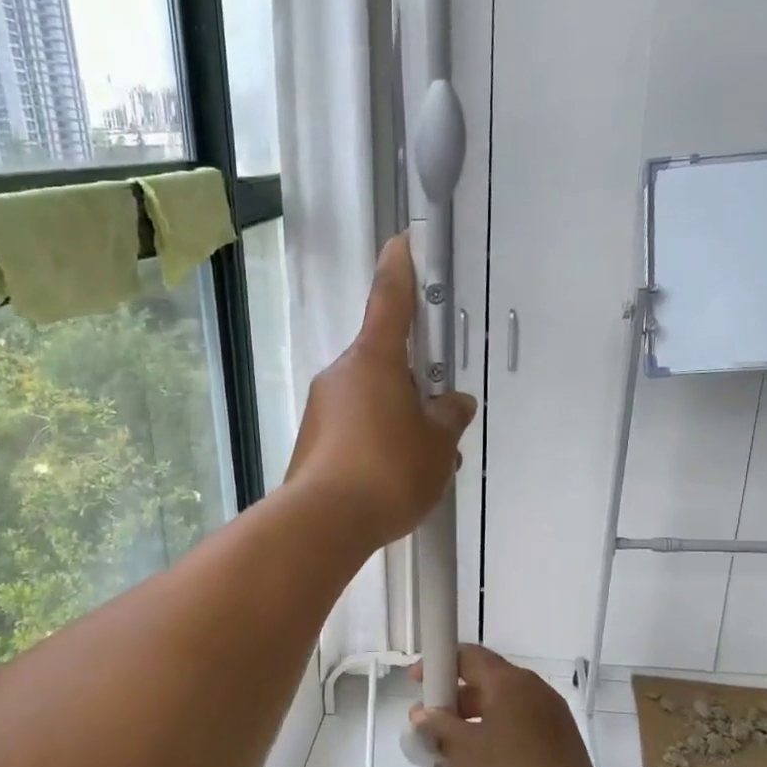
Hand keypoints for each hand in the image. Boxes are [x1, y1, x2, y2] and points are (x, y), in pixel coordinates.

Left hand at [286, 235, 476, 548]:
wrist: (324, 524)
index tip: (401, 242)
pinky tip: (397, 481)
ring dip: (400, 422)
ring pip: (372, 403)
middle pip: (384, 364)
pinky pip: (356, 431)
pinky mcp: (313, 444)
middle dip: (414, 385)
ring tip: (427, 465)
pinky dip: (379, 445)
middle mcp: (341, 376)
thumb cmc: (388, 471)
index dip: (400, 270)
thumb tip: (454, 404)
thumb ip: (449, 418)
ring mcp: (322, 411)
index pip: (390, 301)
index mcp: (373, 360)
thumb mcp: (436, 446)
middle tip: (442, 419)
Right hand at [409, 644, 609, 766]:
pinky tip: (481, 766)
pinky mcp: (560, 741)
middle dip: (454, 701)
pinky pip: (519, 727)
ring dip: (474, 722)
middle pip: (486, 682)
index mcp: (509, 682)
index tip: (418, 683)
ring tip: (451, 752)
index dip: (439, 664)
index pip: (469, 655)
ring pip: (503, 707)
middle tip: (430, 727)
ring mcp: (551, 715)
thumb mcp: (463, 751)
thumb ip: (438, 726)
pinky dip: (496, 736)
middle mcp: (533, 689)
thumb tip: (423, 713)